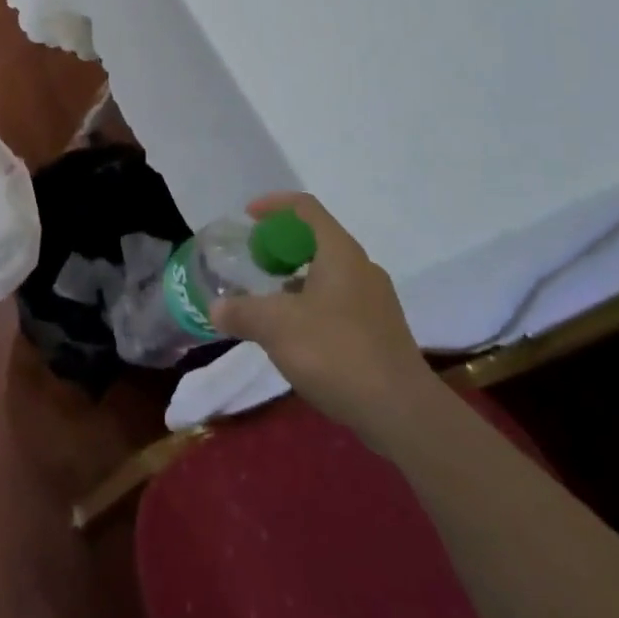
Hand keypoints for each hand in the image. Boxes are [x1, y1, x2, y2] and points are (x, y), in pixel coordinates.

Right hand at [211, 193, 437, 435]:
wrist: (402, 412)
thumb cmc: (336, 352)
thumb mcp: (276, 327)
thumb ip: (242, 312)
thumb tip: (216, 308)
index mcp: (340, 252)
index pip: (306, 207)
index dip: (274, 205)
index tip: (247, 216)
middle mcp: (362, 267)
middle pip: (317, 239)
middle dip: (282, 246)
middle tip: (254, 262)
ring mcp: (376, 301)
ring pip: (329, 274)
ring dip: (297, 279)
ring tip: (269, 302)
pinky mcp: (381, 331)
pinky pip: (340, 302)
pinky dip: (313, 305)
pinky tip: (297, 336)